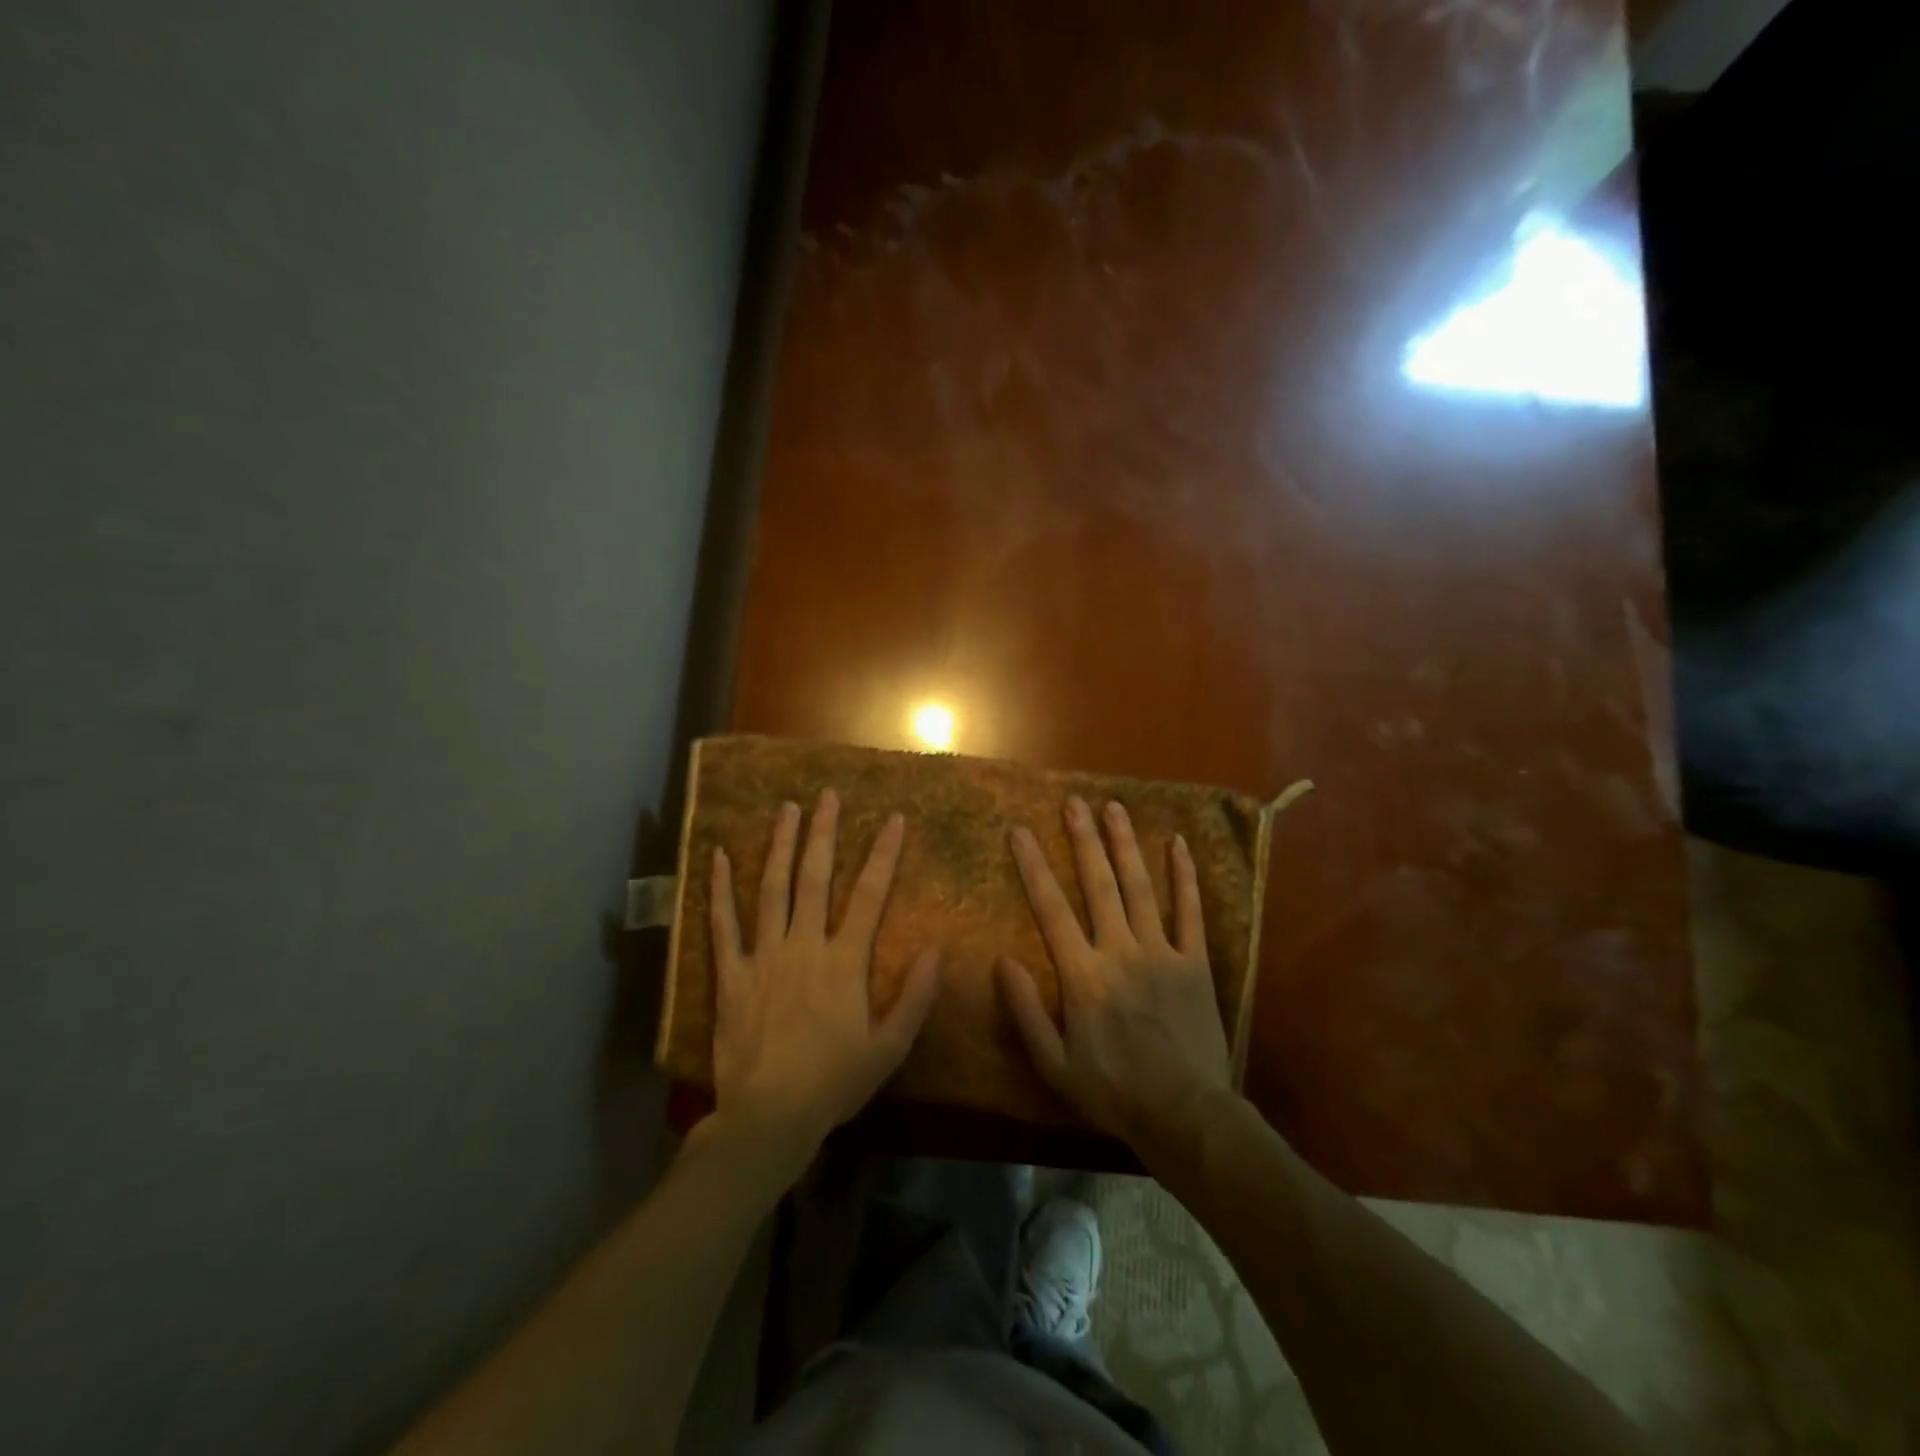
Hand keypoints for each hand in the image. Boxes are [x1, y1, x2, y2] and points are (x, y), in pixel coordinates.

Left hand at [708, 789, 940, 1160]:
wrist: (769, 1117)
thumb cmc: (834, 1083)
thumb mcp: (890, 1048)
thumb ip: (915, 998)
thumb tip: (935, 949)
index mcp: (844, 961)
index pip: (870, 895)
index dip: (883, 854)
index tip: (893, 818)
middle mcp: (804, 945)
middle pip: (815, 878)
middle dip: (823, 833)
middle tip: (826, 795)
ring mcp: (763, 956)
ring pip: (772, 889)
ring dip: (780, 846)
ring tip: (786, 809)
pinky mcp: (731, 974)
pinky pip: (723, 924)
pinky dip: (720, 889)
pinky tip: (719, 856)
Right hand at [997, 796, 1232, 1151]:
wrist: (1185, 1115)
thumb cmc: (1113, 1091)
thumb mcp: (1054, 1065)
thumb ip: (1026, 1011)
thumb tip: (1002, 961)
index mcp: (1083, 975)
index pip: (1052, 908)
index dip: (1034, 866)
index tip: (1021, 831)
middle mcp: (1120, 951)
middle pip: (1099, 885)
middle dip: (1083, 840)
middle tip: (1074, 802)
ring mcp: (1162, 952)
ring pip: (1140, 887)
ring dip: (1125, 845)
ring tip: (1114, 808)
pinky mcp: (1195, 962)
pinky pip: (1190, 911)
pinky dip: (1184, 877)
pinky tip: (1178, 845)